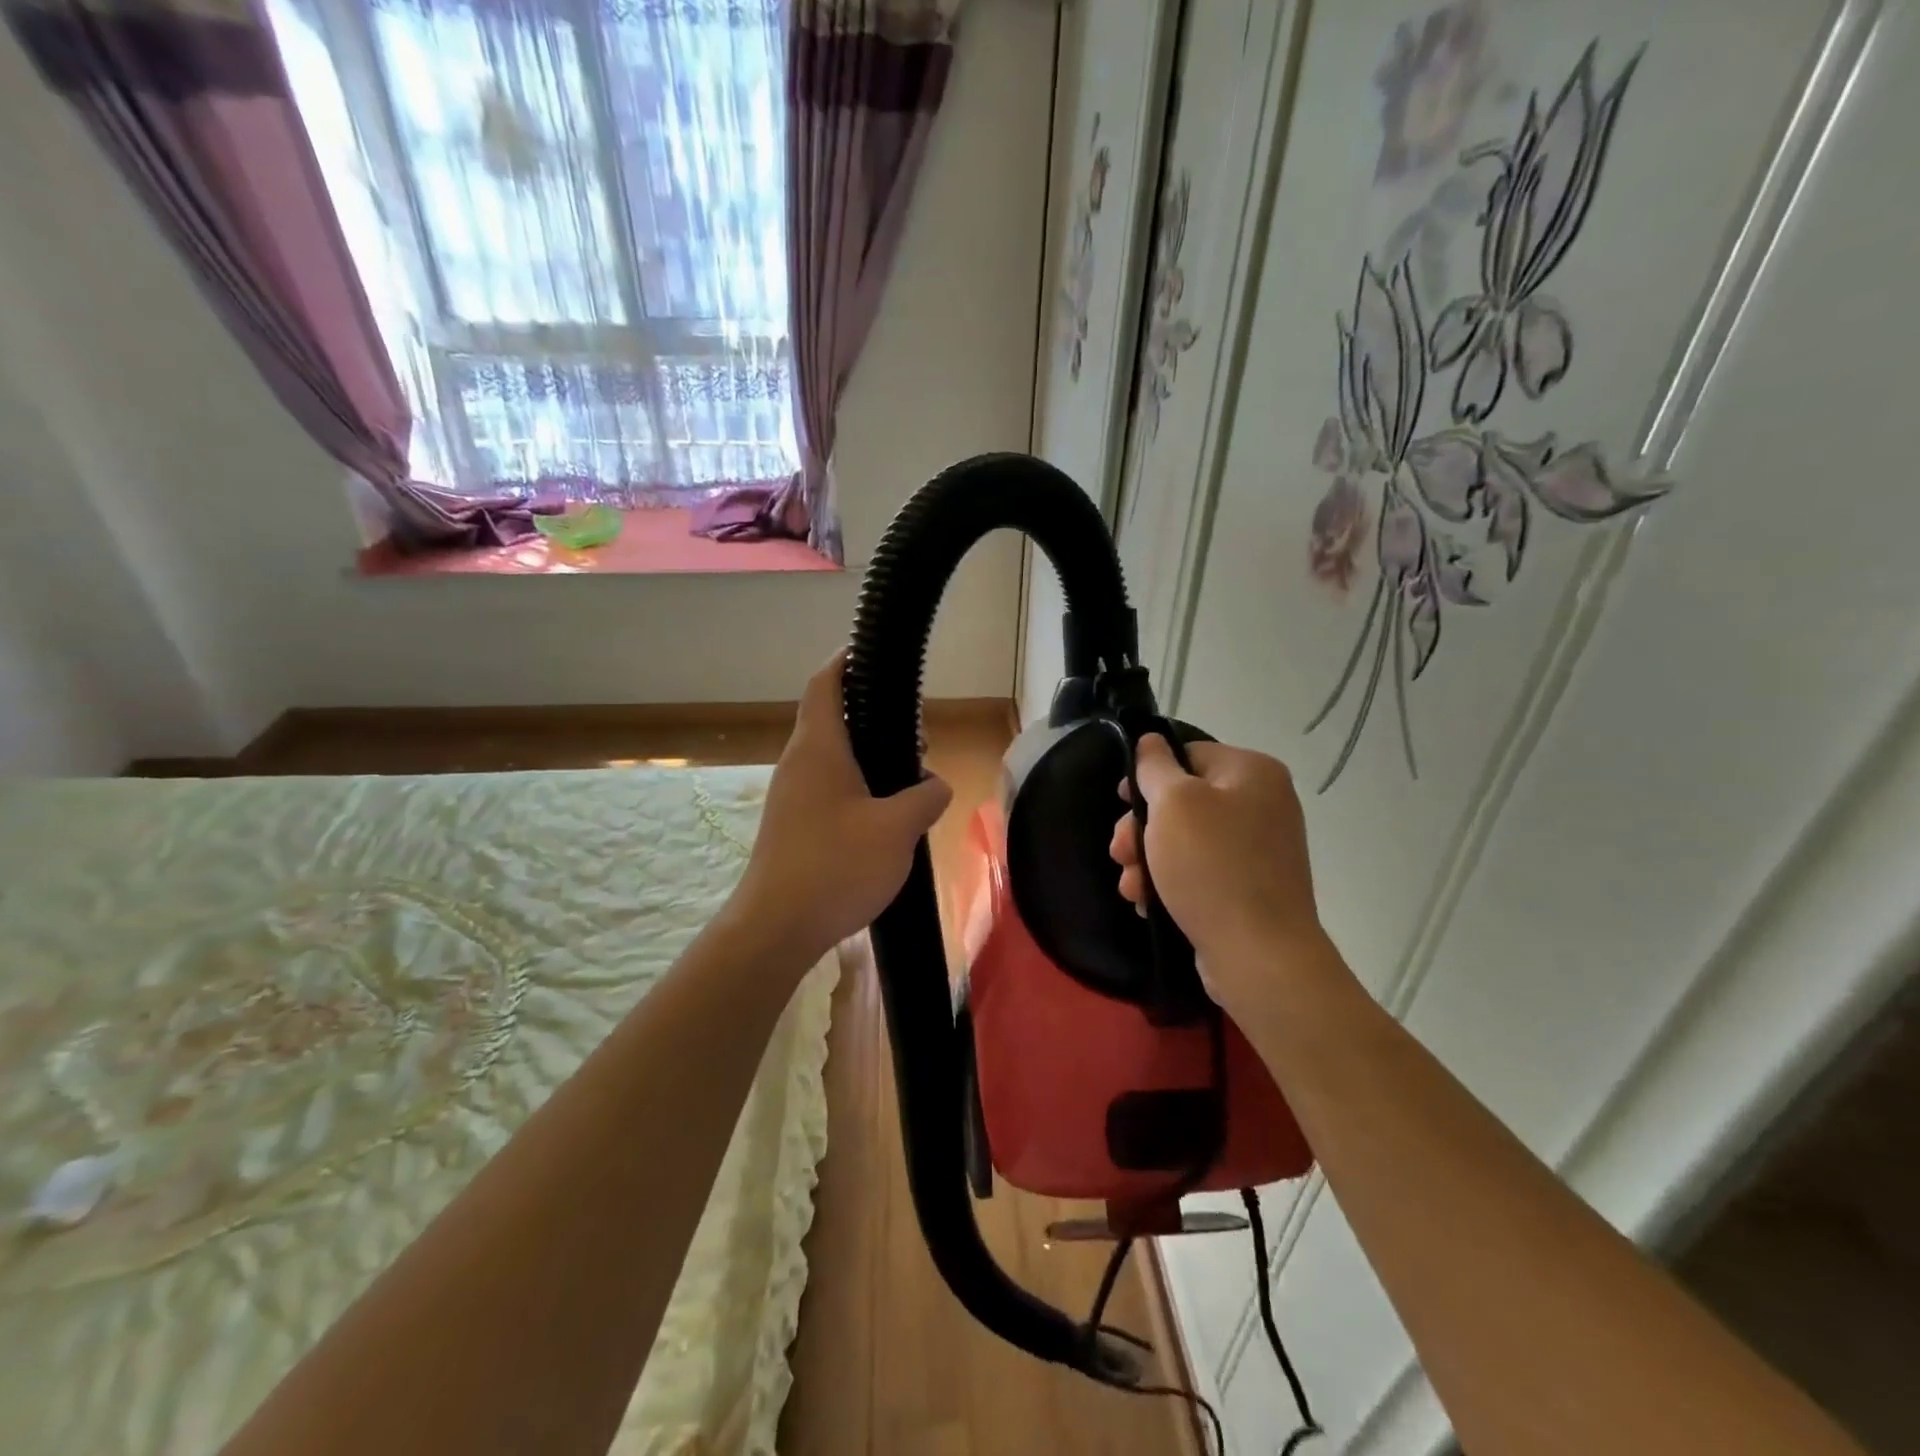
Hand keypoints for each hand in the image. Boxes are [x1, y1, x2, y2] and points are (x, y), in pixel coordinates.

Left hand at [731, 652, 951, 965]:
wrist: (775, 928)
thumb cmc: (836, 866)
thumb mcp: (898, 829)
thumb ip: (926, 797)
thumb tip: (934, 786)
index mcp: (818, 748)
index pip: (826, 683)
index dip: (846, 661)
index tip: (873, 654)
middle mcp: (798, 763)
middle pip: (834, 720)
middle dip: (874, 720)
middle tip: (914, 738)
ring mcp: (791, 796)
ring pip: (833, 759)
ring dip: (868, 759)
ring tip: (908, 780)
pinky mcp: (792, 826)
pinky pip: (828, 789)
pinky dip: (857, 788)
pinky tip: (884, 817)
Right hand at [1109, 735, 1329, 1017]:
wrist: (1259, 955)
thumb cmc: (1211, 867)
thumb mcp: (1173, 804)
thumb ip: (1155, 766)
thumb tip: (1151, 741)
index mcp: (1253, 772)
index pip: (1189, 754)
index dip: (1148, 774)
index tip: (1121, 801)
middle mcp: (1263, 804)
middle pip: (1183, 800)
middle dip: (1142, 828)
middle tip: (1119, 852)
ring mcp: (1258, 849)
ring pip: (1185, 840)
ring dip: (1148, 859)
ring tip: (1130, 886)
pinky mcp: (1249, 887)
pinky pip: (1200, 871)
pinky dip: (1170, 882)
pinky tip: (1148, 902)